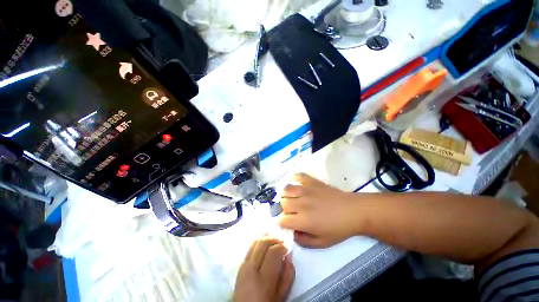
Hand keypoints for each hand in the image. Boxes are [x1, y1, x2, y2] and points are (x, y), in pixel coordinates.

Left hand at [234, 237, 294, 301]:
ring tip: (274, 238)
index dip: (281, 246)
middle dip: (274, 239)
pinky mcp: (239, 265)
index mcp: (264, 279)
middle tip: (281, 241)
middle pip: (263, 244)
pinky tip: (264, 241)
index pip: (273, 252)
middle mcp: (251, 269)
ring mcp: (243, 266)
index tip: (287, 248)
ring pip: (255, 242)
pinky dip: (258, 241)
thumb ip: (288, 275)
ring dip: (265, 237)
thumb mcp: (281, 295)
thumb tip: (289, 255)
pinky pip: (250, 247)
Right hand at [278, 173, 362, 247]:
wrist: (353, 211)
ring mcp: (306, 190)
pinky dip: (293, 178)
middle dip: (283, 209)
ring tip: (290, 197)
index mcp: (303, 220)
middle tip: (290, 211)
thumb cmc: (338, 228)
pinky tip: (295, 184)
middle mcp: (301, 203)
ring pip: (286, 189)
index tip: (285, 222)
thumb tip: (292, 233)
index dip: (281, 222)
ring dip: (285, 194)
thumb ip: (303, 241)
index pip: (282, 219)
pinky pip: (297, 176)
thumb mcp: (322, 243)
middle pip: (282, 203)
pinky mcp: (311, 181)